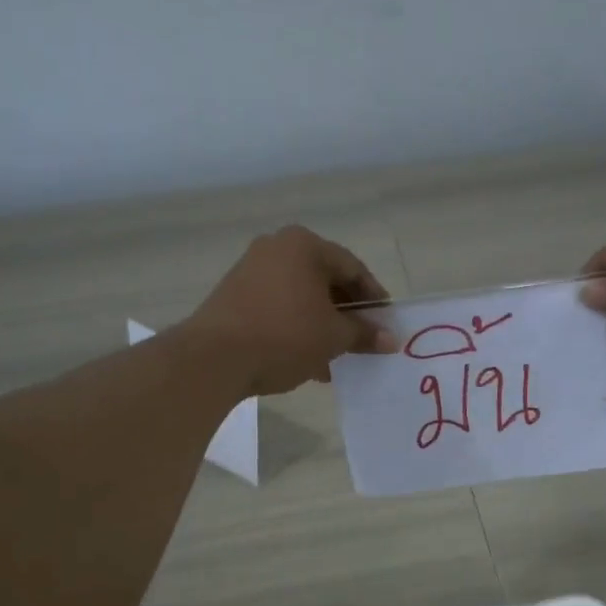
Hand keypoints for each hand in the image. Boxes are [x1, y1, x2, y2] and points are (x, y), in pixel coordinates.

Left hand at [181, 226, 397, 395]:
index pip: (353, 268)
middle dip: (346, 313)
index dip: (374, 297)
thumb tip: (391, 339)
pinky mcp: (234, 296)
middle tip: (363, 340)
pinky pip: (278, 308)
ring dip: (322, 325)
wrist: (214, 358)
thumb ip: (364, 334)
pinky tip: (307, 361)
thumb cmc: (284, 336)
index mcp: (304, 245)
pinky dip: (297, 329)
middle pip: (325, 280)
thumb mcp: (333, 337)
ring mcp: (251, 270)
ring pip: (301, 297)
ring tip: (337, 357)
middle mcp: (276, 248)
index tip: (386, 323)